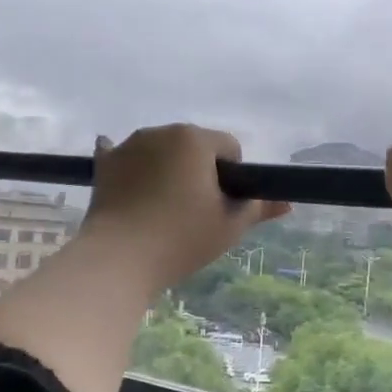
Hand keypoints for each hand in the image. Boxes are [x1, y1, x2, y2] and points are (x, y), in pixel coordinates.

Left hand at [81, 125, 288, 289]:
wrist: (118, 259)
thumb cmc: (181, 239)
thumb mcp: (229, 226)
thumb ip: (258, 208)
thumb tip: (286, 203)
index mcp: (195, 138)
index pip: (229, 147)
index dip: (233, 177)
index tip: (223, 206)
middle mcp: (160, 131)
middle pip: (194, 147)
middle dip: (200, 171)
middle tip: (196, 212)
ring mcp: (128, 146)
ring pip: (162, 152)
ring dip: (168, 170)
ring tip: (163, 210)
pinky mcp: (104, 165)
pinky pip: (124, 156)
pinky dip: (132, 167)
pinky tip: (131, 181)